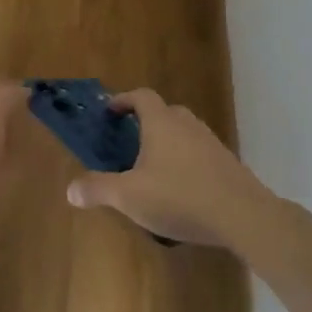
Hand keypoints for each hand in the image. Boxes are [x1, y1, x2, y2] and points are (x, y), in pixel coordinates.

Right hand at [65, 89, 278, 248]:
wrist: (241, 214)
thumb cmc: (179, 197)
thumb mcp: (129, 196)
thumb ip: (98, 189)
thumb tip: (70, 189)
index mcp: (161, 122)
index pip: (141, 96)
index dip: (124, 100)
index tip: (111, 111)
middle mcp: (187, 124)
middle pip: (165, 112)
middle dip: (146, 122)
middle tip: (130, 141)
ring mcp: (210, 142)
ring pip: (184, 132)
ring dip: (168, 142)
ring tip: (153, 168)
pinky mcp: (227, 163)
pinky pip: (199, 153)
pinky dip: (186, 161)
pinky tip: (180, 189)